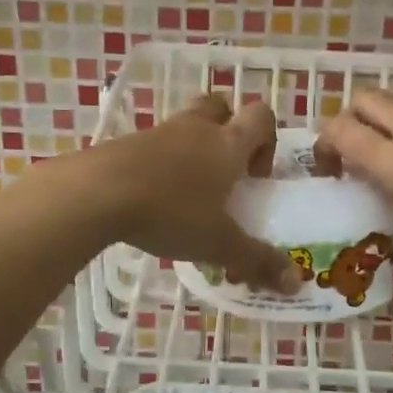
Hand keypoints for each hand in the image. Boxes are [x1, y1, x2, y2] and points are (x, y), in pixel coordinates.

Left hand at [89, 95, 301, 293]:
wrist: (97, 193)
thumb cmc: (171, 212)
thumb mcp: (219, 243)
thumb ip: (257, 261)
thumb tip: (296, 284)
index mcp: (227, 143)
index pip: (261, 116)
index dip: (267, 141)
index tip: (256, 176)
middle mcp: (196, 128)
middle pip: (221, 107)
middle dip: (228, 132)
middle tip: (225, 173)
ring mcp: (158, 132)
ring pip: (186, 125)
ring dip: (193, 149)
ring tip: (188, 192)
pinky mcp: (127, 144)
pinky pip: (154, 144)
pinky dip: (161, 164)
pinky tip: (153, 199)